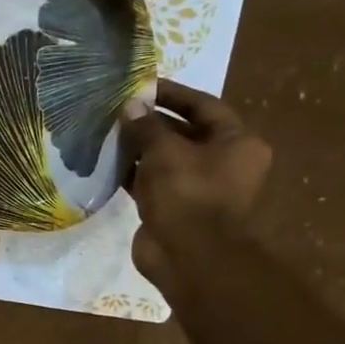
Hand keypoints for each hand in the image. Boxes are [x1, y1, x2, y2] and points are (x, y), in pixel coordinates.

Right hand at [119, 80, 270, 289]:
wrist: (190, 257)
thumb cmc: (188, 195)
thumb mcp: (165, 152)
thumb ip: (146, 127)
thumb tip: (129, 106)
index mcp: (237, 142)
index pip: (204, 106)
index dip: (172, 94)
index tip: (142, 85)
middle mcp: (223, 162)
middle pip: (184, 132)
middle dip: (151, 122)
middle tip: (117, 111)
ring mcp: (198, 188)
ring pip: (166, 159)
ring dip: (139, 148)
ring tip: (107, 134)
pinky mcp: (174, 208)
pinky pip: (153, 183)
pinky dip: (133, 173)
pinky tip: (108, 163)